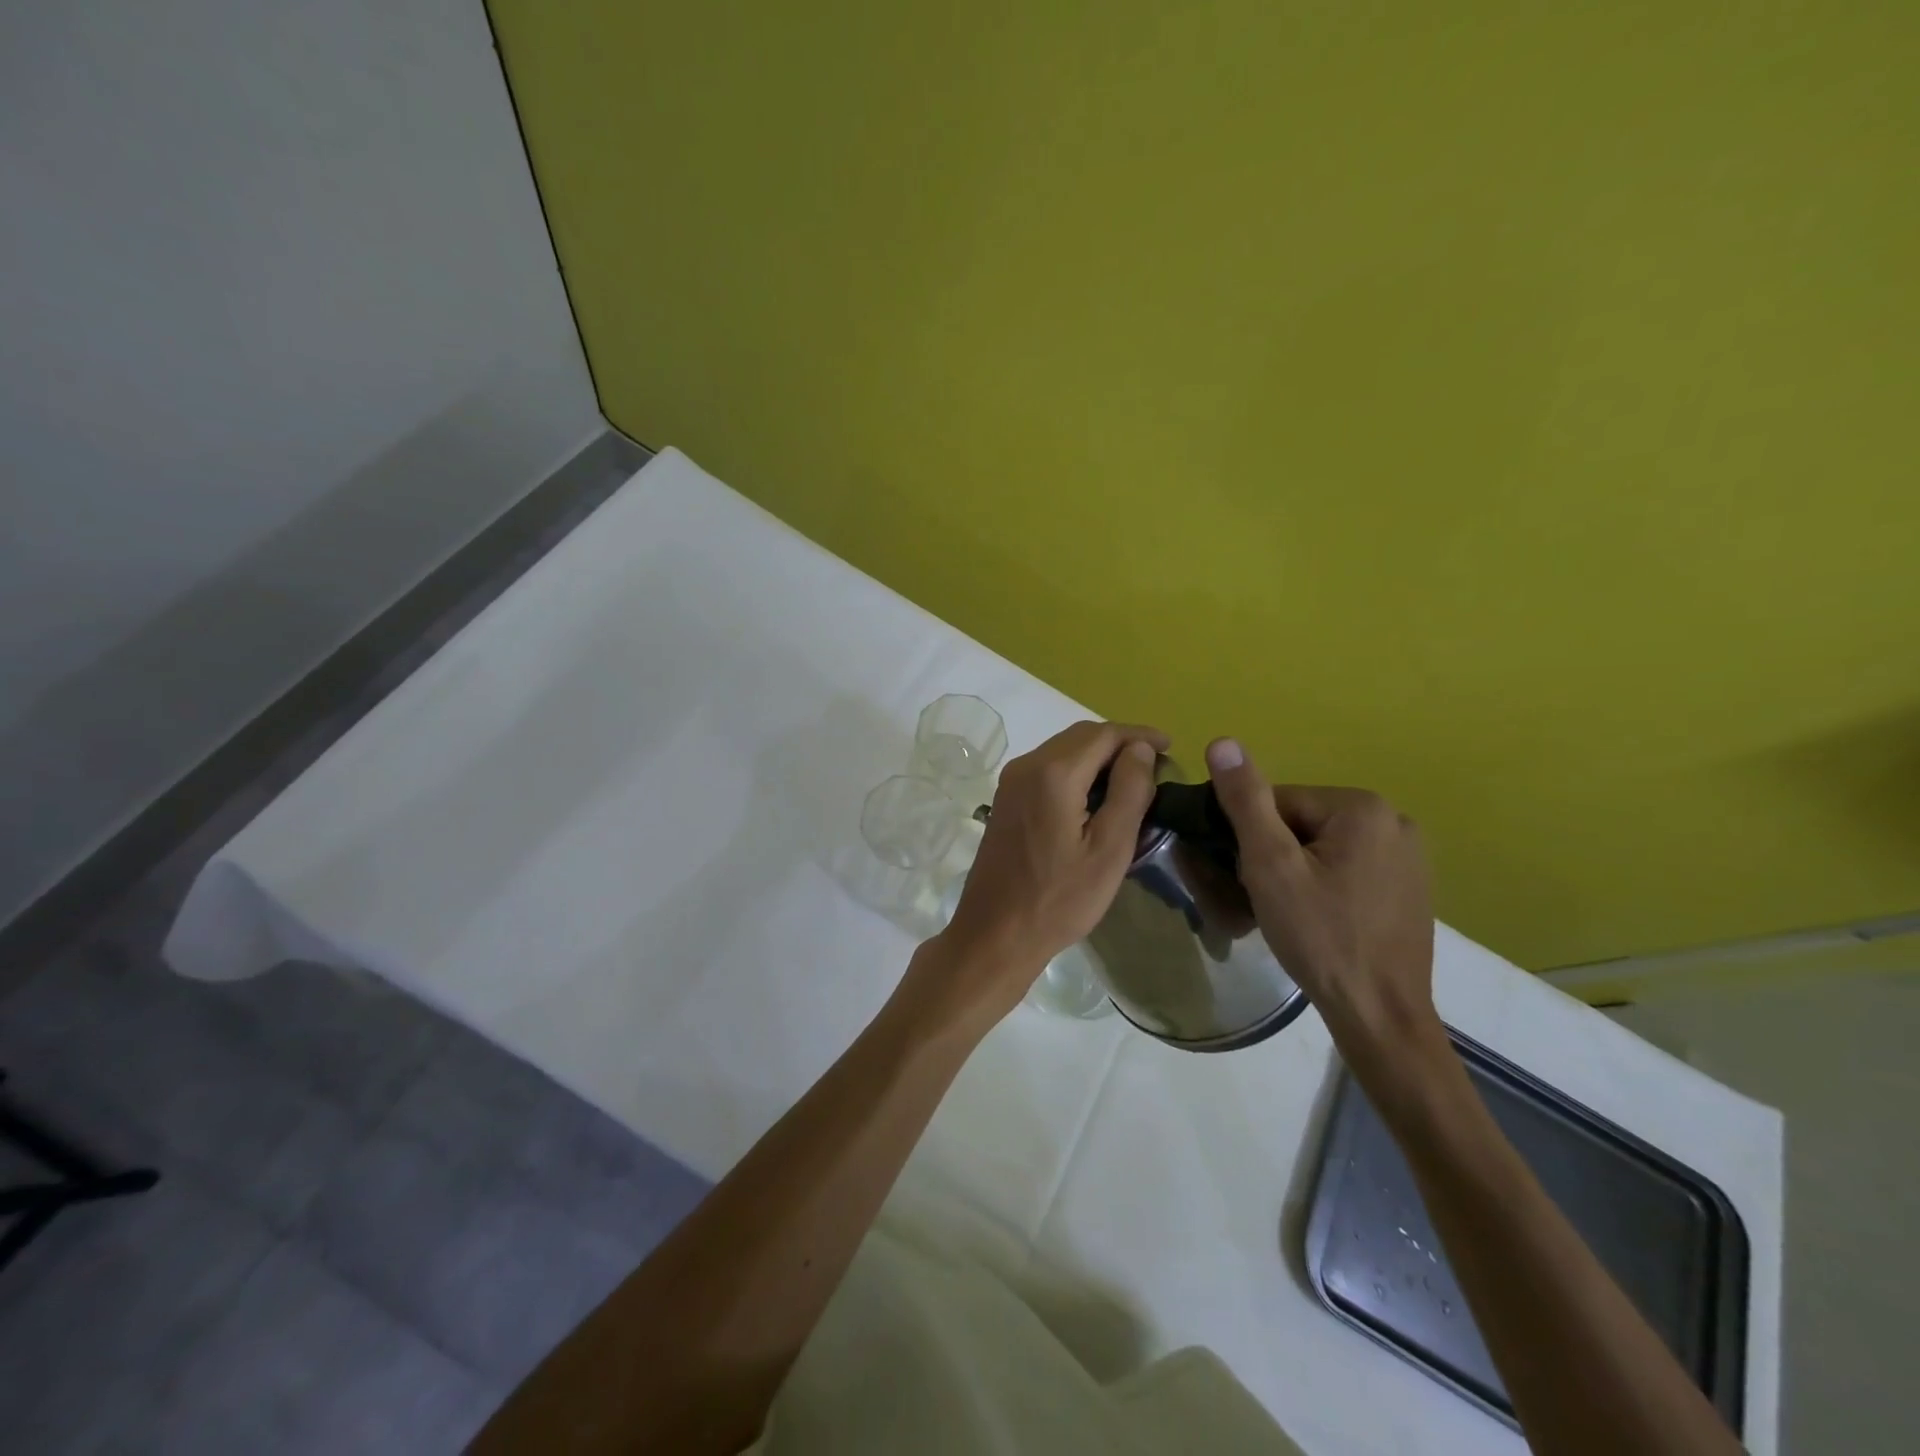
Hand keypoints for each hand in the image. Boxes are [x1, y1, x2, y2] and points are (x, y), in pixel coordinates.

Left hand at [905, 720, 1167, 1033]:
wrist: (996, 934)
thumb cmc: (1059, 899)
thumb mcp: (1109, 849)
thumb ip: (1129, 791)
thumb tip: (1140, 748)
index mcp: (1053, 774)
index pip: (1104, 734)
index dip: (1140, 735)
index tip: (1170, 748)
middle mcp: (1026, 766)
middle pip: (1080, 736)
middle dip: (1120, 743)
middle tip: (1155, 765)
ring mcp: (1011, 782)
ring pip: (1062, 750)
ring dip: (1098, 756)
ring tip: (1132, 779)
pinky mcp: (1006, 799)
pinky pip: (1047, 768)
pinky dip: (1076, 770)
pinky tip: (1096, 795)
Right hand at [1203, 738, 1441, 1064]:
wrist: (1380, 1014)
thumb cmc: (1320, 936)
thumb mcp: (1270, 865)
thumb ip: (1246, 801)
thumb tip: (1222, 742)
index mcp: (1362, 807)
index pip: (1278, 801)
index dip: (1252, 838)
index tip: (1248, 877)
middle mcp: (1395, 819)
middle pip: (1302, 822)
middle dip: (1276, 854)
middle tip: (1267, 900)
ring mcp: (1410, 855)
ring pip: (1325, 846)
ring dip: (1299, 870)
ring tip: (1292, 913)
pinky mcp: (1411, 886)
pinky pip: (1350, 867)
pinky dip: (1327, 884)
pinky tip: (1322, 919)